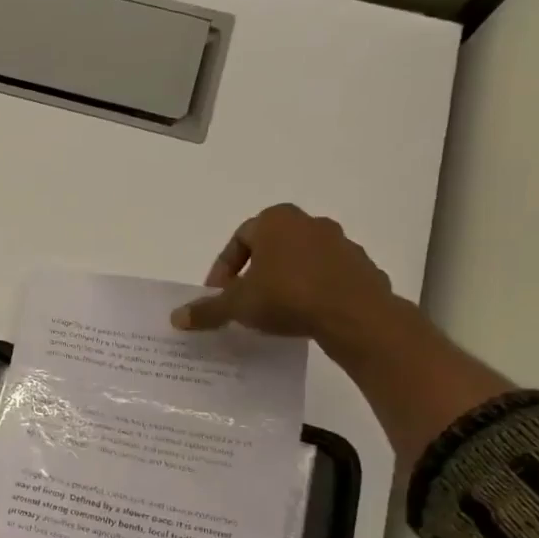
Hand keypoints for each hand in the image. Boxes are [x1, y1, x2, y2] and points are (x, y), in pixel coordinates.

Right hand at [169, 203, 392, 341]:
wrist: (354, 315)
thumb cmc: (287, 296)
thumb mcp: (237, 305)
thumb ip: (207, 309)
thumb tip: (176, 317)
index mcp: (276, 220)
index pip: (238, 239)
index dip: (223, 269)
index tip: (219, 296)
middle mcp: (309, 223)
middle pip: (270, 248)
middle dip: (253, 274)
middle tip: (243, 302)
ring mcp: (341, 243)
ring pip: (299, 262)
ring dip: (283, 282)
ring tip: (272, 313)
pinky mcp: (362, 267)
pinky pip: (326, 277)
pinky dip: (311, 292)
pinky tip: (303, 317)